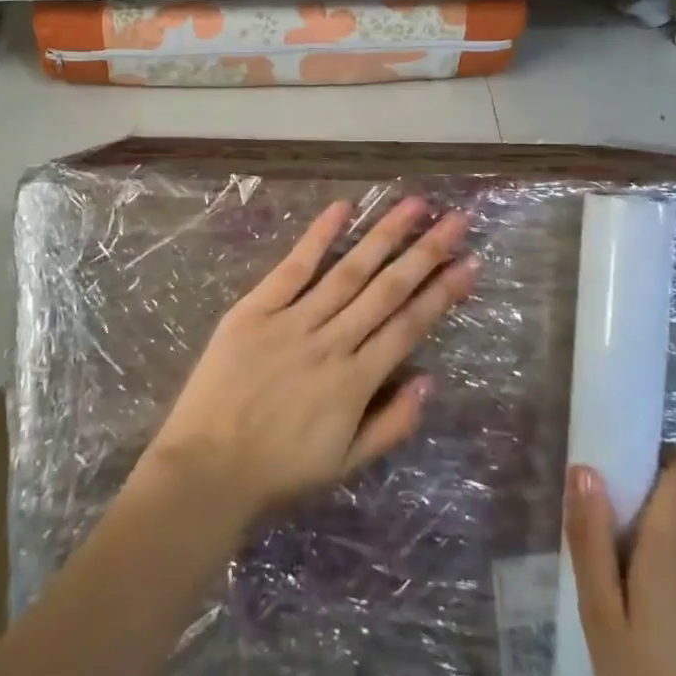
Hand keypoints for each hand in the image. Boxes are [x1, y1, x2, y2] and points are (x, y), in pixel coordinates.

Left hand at [143, 197, 477, 525]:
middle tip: (456, 220)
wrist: (206, 469)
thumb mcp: (344, 464)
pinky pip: (292, 268)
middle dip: (425, 253)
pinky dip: (318, 237)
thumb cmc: (278, 471)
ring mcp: (292, 322)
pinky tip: (342, 208)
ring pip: (348, 271)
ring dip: (383, 236)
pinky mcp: (255, 310)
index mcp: (355, 382)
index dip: (442, 293)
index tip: (469, 262)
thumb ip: (391, 424)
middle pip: (386, 290)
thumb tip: (430, 381)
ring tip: (414, 205)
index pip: (409, 326)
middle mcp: (332, 344)